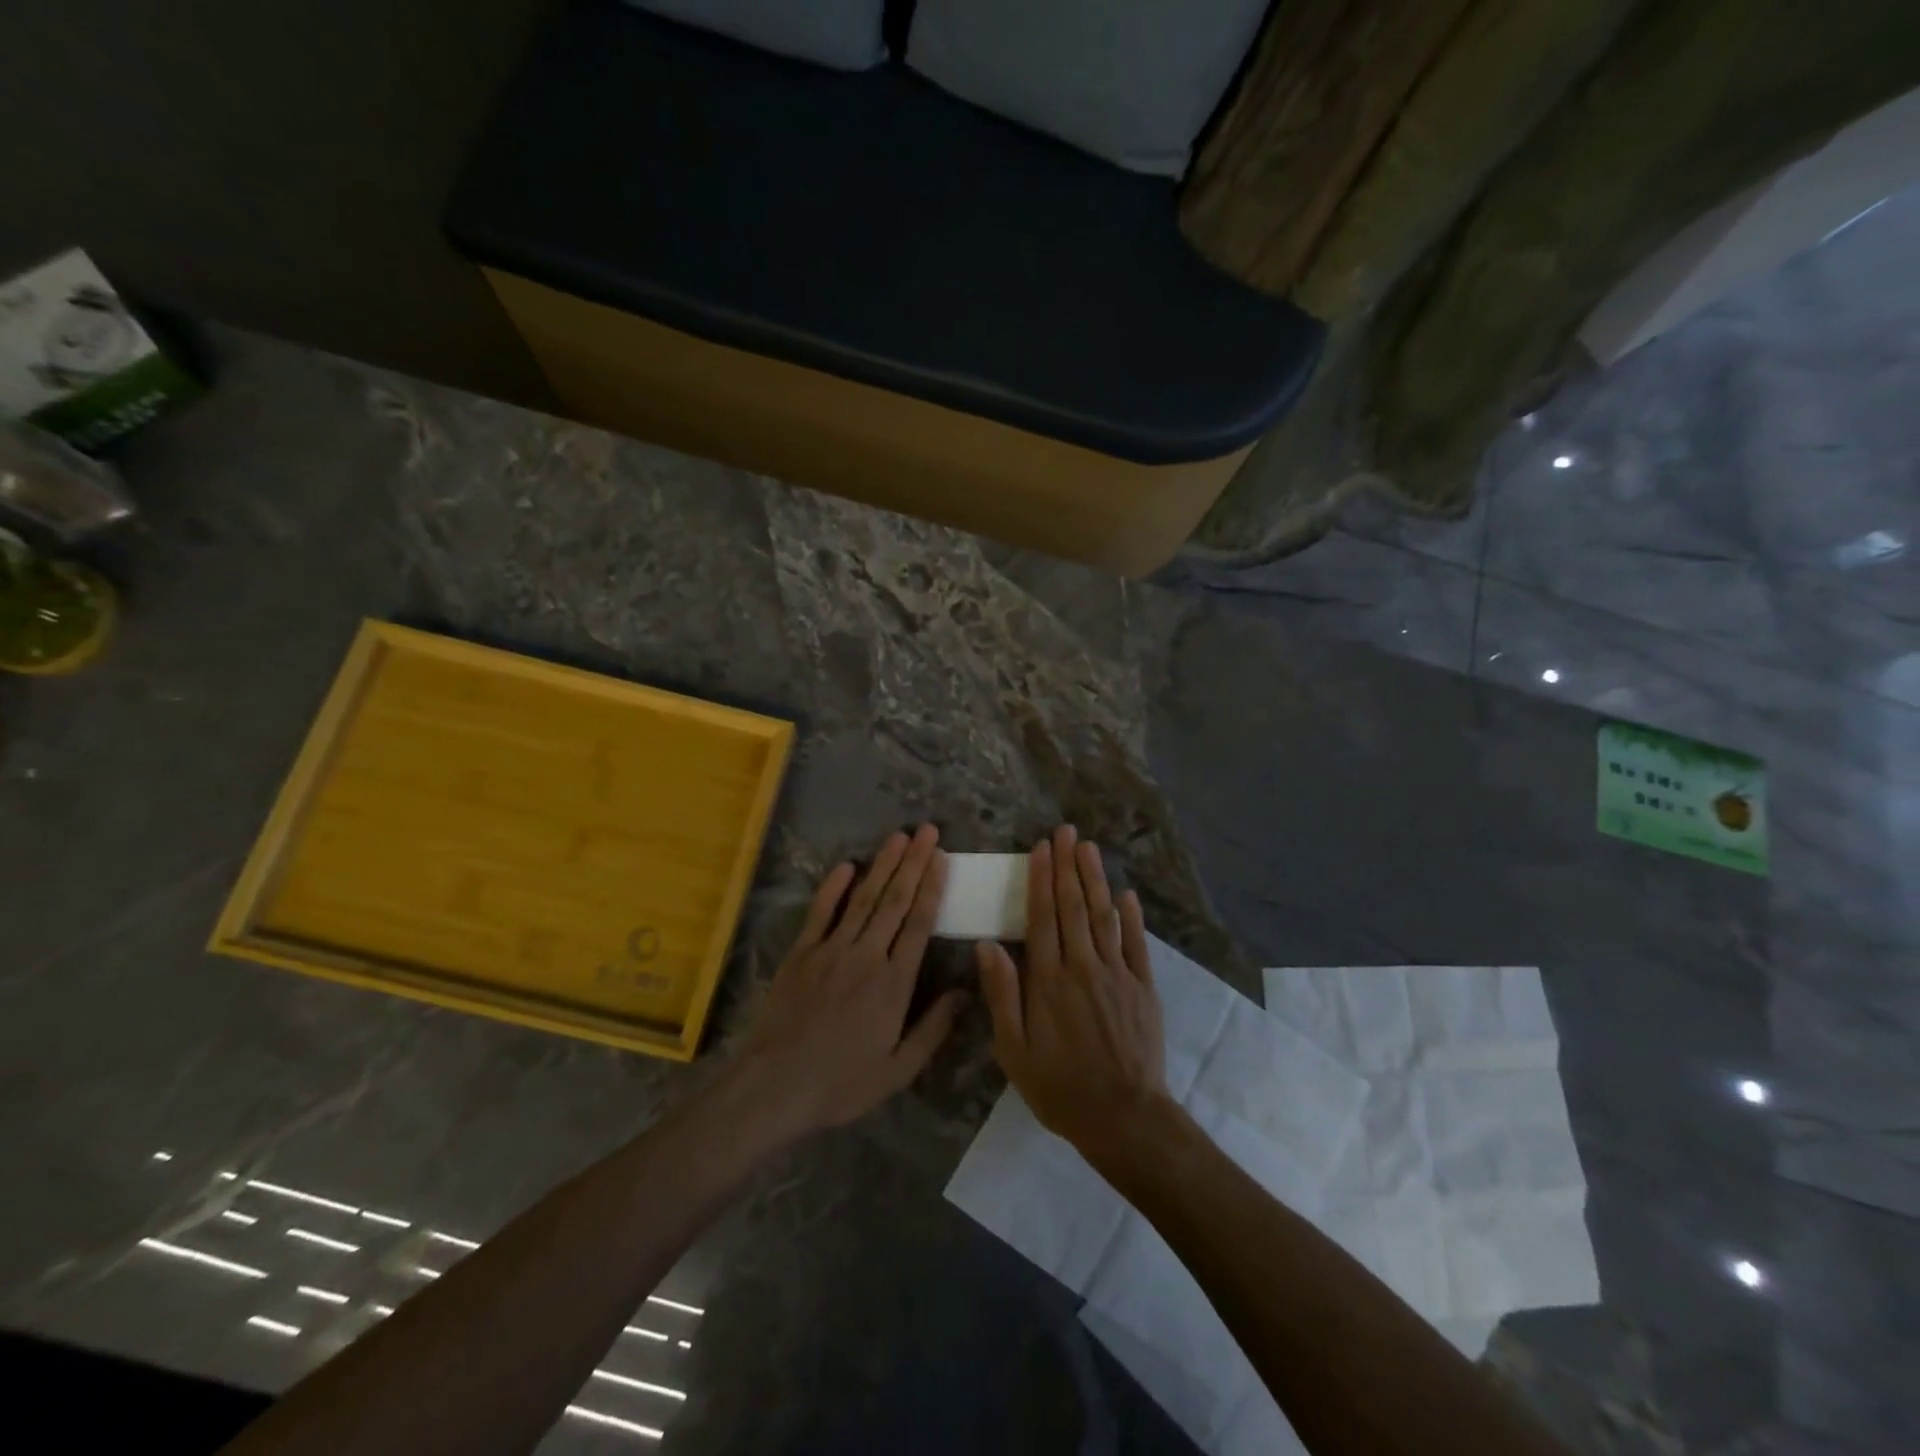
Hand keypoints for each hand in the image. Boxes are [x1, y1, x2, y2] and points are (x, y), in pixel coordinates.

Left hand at [734, 825, 965, 1139]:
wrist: (774, 1086)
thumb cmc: (841, 1082)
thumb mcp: (898, 1069)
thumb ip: (934, 1028)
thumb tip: (965, 992)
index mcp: (894, 983)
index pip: (919, 923)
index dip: (932, 887)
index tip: (941, 857)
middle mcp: (867, 955)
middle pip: (896, 901)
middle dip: (913, 862)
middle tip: (927, 830)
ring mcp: (831, 949)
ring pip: (864, 899)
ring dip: (882, 865)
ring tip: (898, 836)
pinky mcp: (801, 953)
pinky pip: (821, 913)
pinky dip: (834, 887)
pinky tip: (847, 865)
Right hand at [976, 826, 1169, 1154]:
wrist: (1124, 1118)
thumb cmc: (1059, 1087)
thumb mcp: (1014, 1050)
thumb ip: (1002, 994)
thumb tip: (988, 945)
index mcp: (1048, 981)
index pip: (1043, 918)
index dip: (1041, 880)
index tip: (1041, 848)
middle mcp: (1083, 967)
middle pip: (1074, 907)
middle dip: (1068, 866)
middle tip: (1065, 832)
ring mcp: (1117, 975)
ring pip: (1104, 916)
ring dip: (1095, 880)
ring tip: (1088, 848)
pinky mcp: (1143, 987)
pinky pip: (1137, 944)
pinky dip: (1131, 917)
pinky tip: (1126, 894)